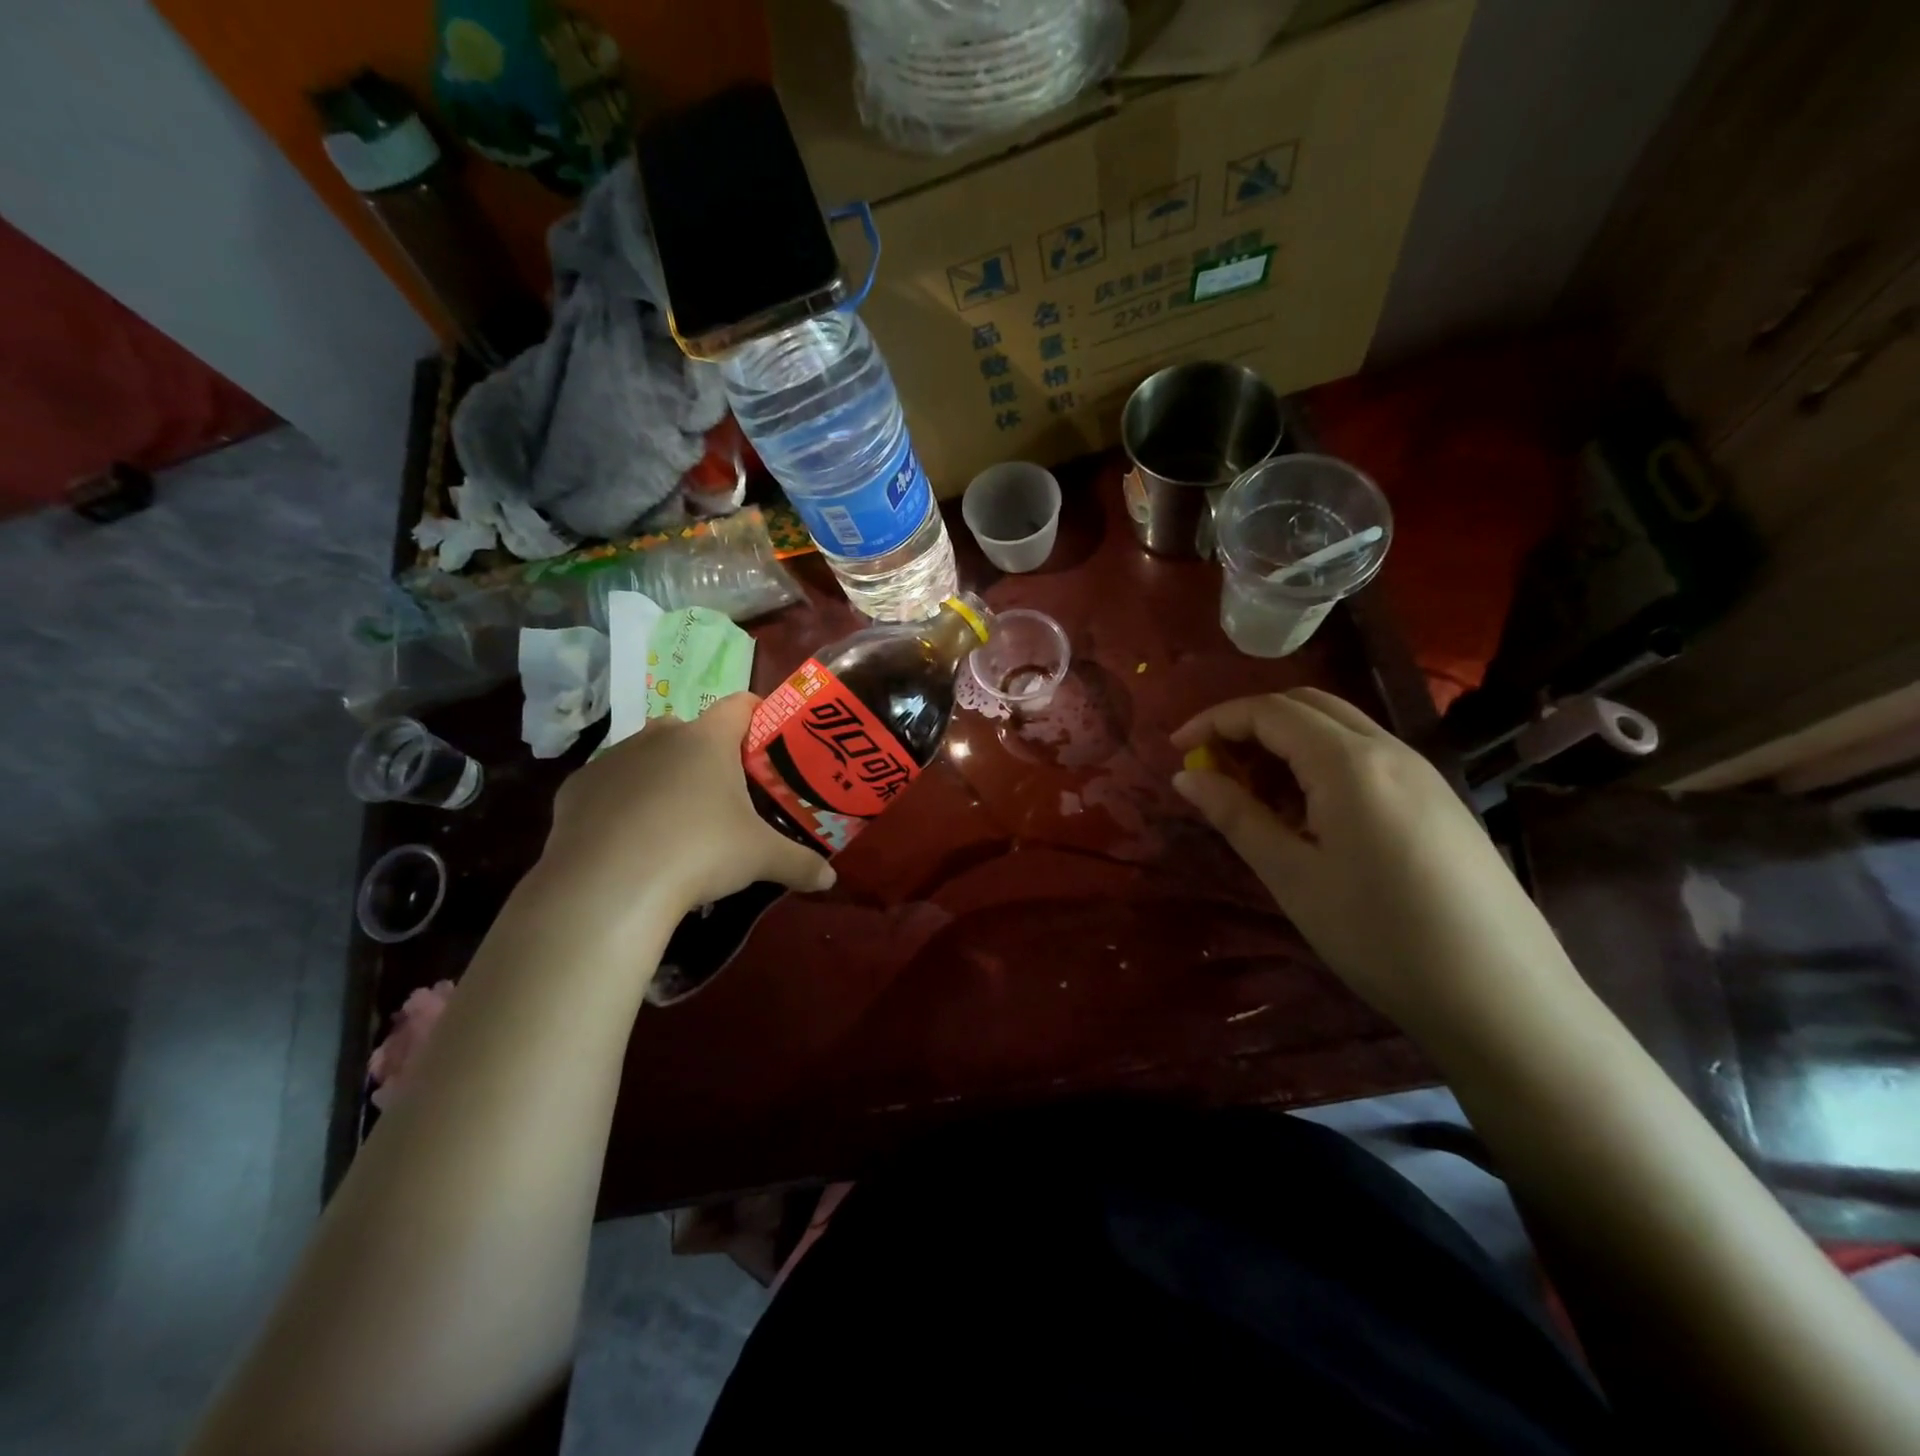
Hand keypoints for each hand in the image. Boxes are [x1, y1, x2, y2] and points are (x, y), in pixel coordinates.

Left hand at [538, 693, 835, 917]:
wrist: (609, 886)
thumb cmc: (699, 853)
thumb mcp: (761, 859)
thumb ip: (800, 863)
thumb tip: (830, 879)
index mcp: (708, 740)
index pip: (741, 705)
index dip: (758, 715)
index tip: (768, 739)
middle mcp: (660, 736)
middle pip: (691, 729)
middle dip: (708, 753)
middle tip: (725, 791)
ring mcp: (613, 758)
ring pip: (646, 754)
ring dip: (663, 774)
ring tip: (675, 818)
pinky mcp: (577, 787)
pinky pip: (609, 785)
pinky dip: (622, 801)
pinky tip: (629, 837)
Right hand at [1171, 689, 1580, 1043]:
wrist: (1504, 1000)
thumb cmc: (1381, 936)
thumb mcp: (1293, 877)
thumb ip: (1236, 817)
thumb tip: (1186, 776)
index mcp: (1350, 762)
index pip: (1269, 711)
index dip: (1214, 720)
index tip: (1175, 748)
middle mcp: (1389, 750)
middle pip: (1307, 705)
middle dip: (1249, 722)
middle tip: (1211, 763)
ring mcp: (1422, 773)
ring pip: (1339, 728)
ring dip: (1285, 741)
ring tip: (1251, 791)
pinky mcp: (1439, 801)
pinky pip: (1366, 757)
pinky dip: (1320, 762)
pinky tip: (1307, 812)